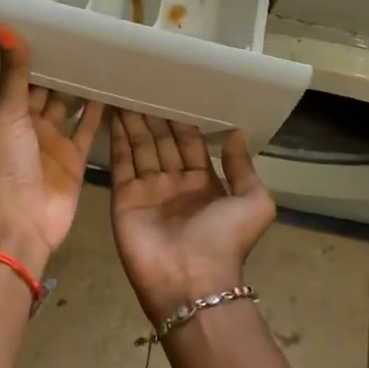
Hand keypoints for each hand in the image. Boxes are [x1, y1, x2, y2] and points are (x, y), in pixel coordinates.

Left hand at [0, 25, 104, 277]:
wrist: (20, 222)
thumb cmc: (6, 163)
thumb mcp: (6, 112)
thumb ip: (13, 72)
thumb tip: (3, 25)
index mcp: (5, 112)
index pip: (19, 75)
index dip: (33, 53)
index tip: (54, 25)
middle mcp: (29, 124)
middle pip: (46, 89)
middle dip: (61, 67)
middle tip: (86, 35)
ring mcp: (53, 142)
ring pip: (69, 106)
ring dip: (81, 86)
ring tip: (103, 56)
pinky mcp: (75, 158)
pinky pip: (88, 129)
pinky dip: (99, 112)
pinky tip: (114, 89)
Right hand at [108, 112, 276, 323]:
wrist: (191, 282)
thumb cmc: (225, 241)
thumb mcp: (254, 203)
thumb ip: (242, 168)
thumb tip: (237, 133)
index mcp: (203, 183)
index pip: (190, 143)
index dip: (182, 121)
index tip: (174, 92)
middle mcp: (174, 182)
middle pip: (162, 142)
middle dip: (154, 117)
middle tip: (144, 85)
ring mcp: (147, 190)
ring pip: (140, 147)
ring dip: (134, 122)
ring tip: (127, 92)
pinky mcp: (125, 197)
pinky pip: (121, 163)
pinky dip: (117, 139)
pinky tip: (114, 115)